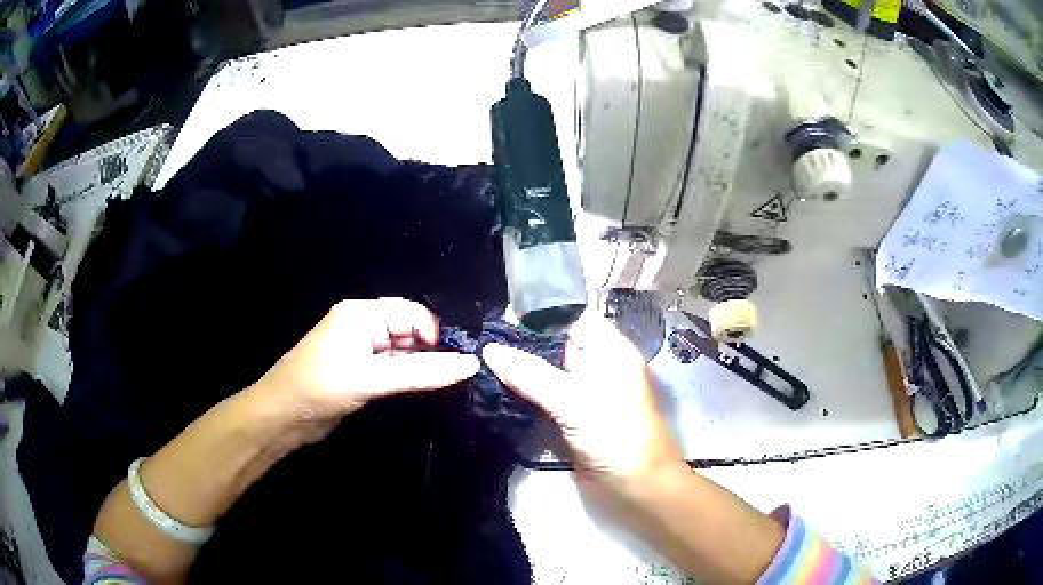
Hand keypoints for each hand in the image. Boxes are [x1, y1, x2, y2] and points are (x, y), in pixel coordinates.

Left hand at [250, 298, 479, 443]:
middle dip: (429, 350)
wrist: (283, 416)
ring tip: (440, 384)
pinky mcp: (359, 372)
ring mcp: (359, 349)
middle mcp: (361, 326)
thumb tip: (470, 364)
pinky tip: (420, 389)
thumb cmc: (322, 388)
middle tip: (451, 376)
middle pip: (408, 330)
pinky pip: (391, 368)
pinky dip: (405, 377)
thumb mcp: (372, 379)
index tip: (451, 363)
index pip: (411, 313)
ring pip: (401, 351)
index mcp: (361, 314)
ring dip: (418, 366)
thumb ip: (422, 372)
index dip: (433, 334)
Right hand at [482, 312, 683, 502]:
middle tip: (482, 335)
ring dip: (519, 365)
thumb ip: (532, 375)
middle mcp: (597, 365)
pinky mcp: (571, 415)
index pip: (572, 315)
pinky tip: (495, 384)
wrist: (636, 486)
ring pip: (547, 369)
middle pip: (556, 342)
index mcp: (610, 350)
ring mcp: (583, 391)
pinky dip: (523, 390)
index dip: (539, 310)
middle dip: (522, 338)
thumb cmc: (616, 436)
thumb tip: (489, 349)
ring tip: (480, 356)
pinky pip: (544, 394)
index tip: (499, 311)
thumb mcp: (575, 402)